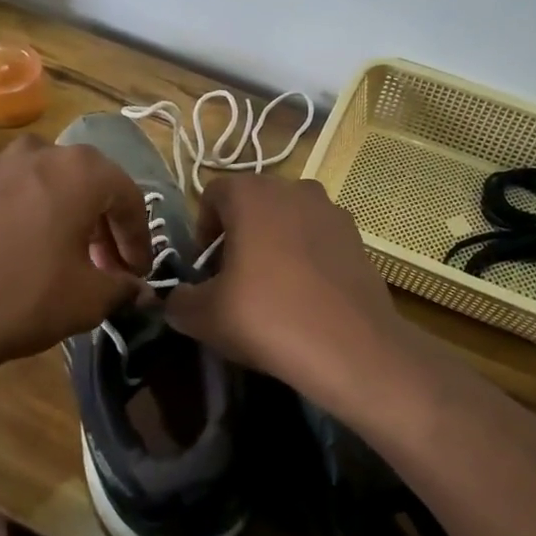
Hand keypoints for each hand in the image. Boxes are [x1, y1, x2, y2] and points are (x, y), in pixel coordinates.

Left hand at [0, 135, 154, 380]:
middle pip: (84, 183)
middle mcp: (37, 151)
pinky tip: (7, 250)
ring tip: (55, 254)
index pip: (128, 197)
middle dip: (99, 224)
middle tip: (102, 264)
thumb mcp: (90, 300)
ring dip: (56, 214)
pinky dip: (14, 216)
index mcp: (81, 170)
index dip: (138, 237)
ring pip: (40, 183)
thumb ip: (123, 286)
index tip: (137, 271)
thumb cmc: (26, 296)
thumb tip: (136, 288)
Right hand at [164, 176, 400, 410]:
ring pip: (288, 219)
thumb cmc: (266, 317)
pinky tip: (305, 296)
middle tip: (233, 279)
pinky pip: (318, 238)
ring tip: (272, 288)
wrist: (350, 347)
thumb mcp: (204, 316)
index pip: (212, 195)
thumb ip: (179, 300)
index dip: (202, 230)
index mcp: (251, 193)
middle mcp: (293, 188)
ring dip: (274, 243)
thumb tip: (177, 298)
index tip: (205, 269)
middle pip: (253, 204)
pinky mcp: (358, 237)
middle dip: (238, 235)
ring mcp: (332, 210)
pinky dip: (306, 257)